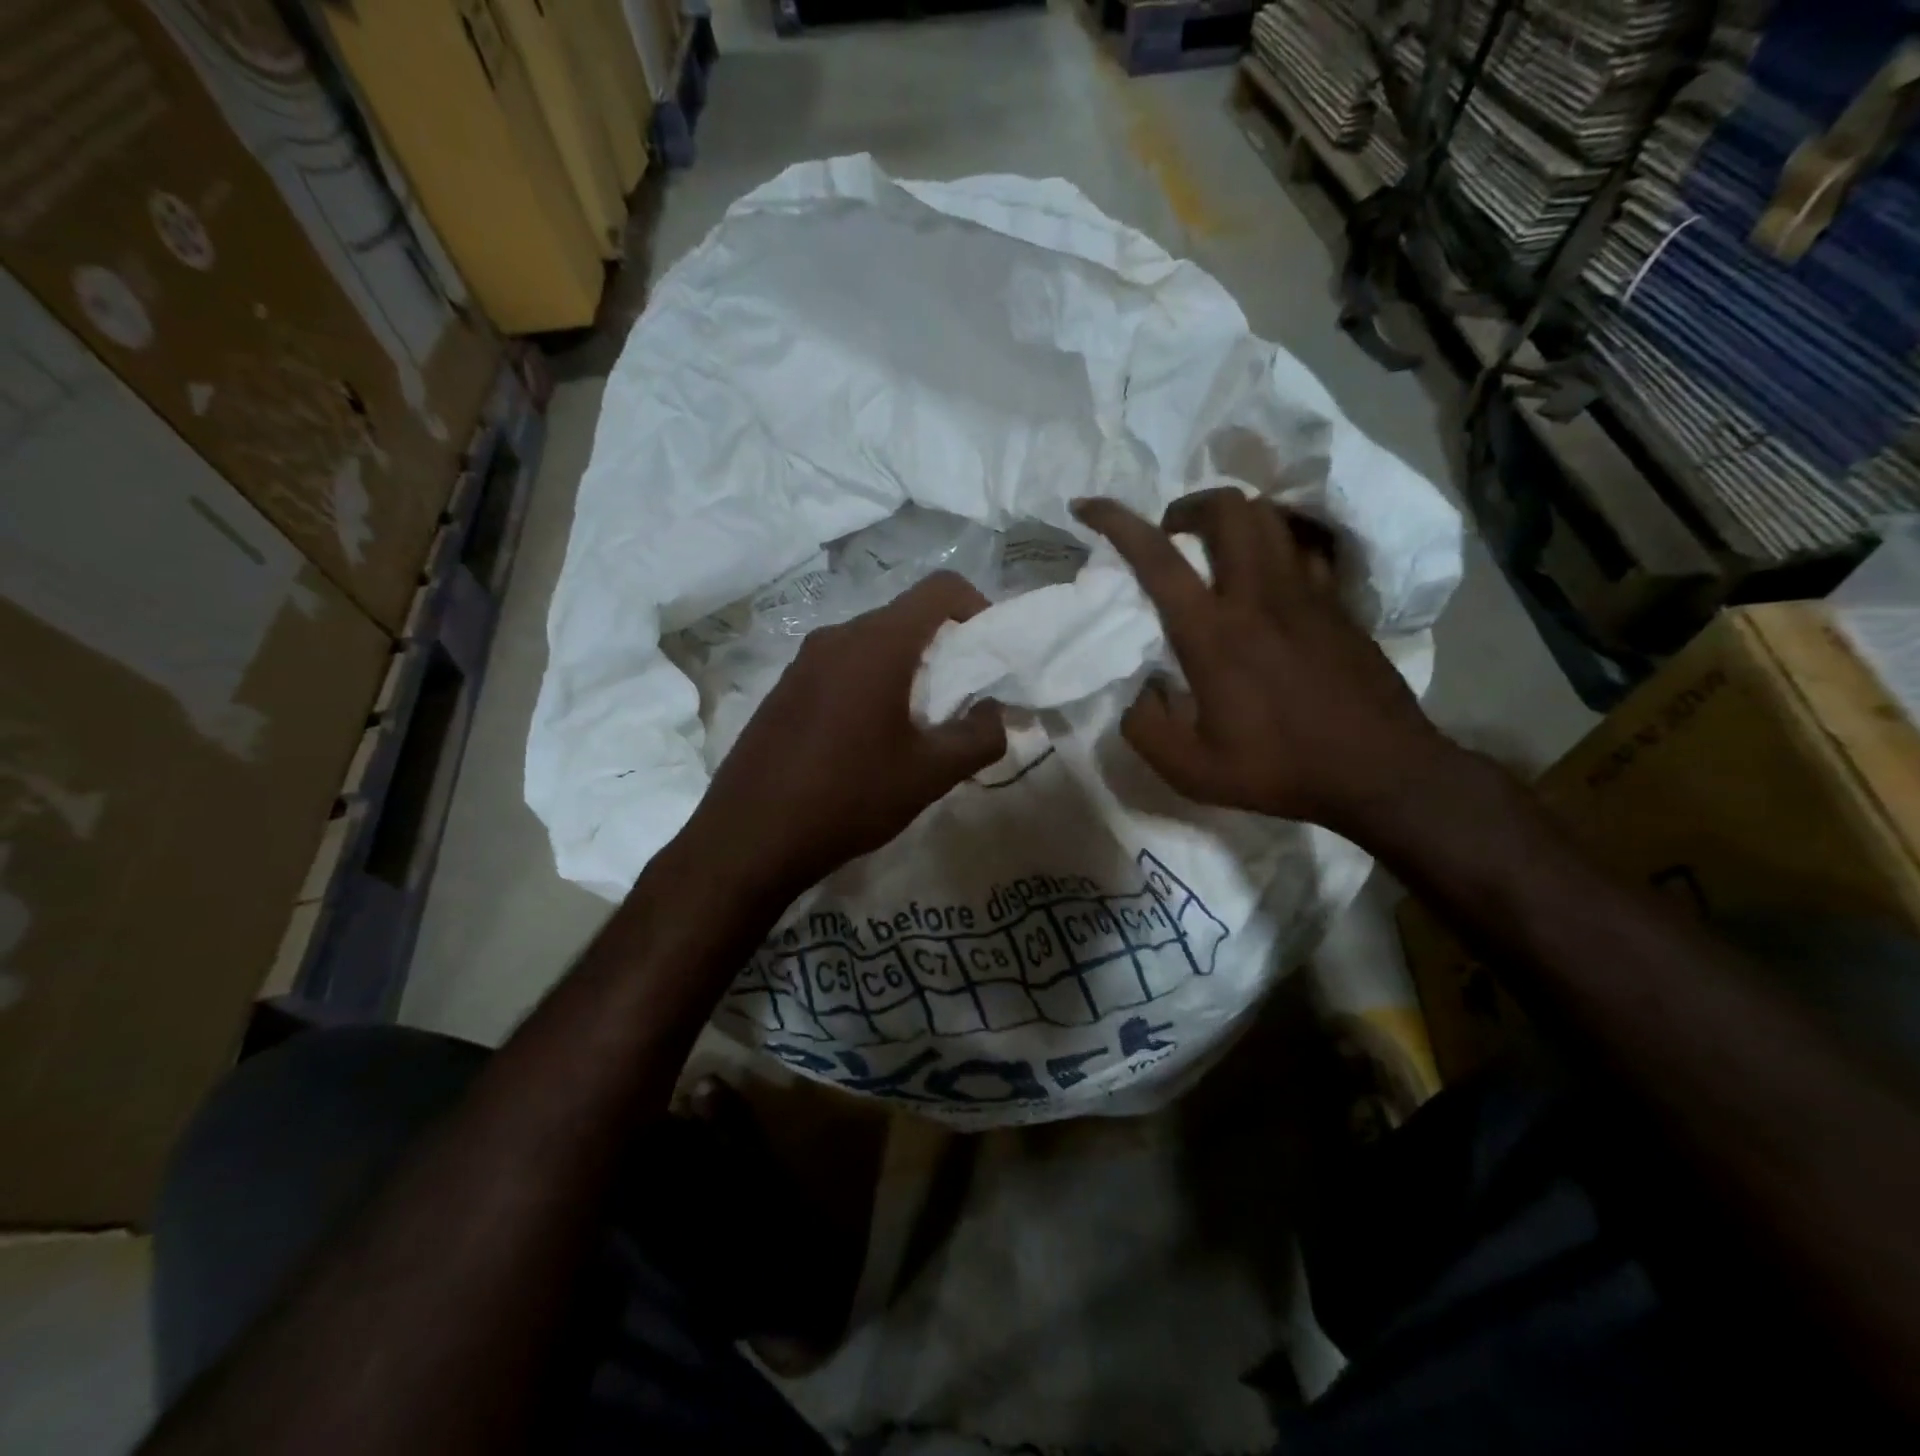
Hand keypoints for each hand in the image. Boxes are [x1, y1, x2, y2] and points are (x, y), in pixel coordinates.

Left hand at [681, 571, 1006, 899]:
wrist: (748, 838)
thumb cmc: (849, 797)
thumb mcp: (930, 774)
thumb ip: (980, 737)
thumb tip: (995, 713)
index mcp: (877, 643)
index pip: (940, 589)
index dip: (977, 607)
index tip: (989, 653)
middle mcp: (837, 636)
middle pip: (906, 617)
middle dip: (944, 648)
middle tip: (961, 699)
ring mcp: (803, 661)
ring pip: (872, 644)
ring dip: (906, 670)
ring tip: (918, 725)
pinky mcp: (784, 688)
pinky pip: (841, 667)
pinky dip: (871, 684)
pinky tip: (869, 739)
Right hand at [1073, 490, 1458, 838]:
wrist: (1379, 771)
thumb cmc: (1279, 769)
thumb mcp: (1189, 770)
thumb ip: (1144, 727)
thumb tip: (1137, 690)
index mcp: (1212, 634)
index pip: (1157, 557)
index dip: (1116, 522)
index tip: (1088, 505)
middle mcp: (1258, 597)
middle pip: (1228, 508)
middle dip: (1189, 506)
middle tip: (1173, 537)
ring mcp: (1305, 594)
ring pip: (1270, 517)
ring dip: (1234, 517)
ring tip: (1216, 548)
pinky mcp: (1337, 603)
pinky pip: (1304, 547)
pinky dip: (1277, 544)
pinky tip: (1268, 574)